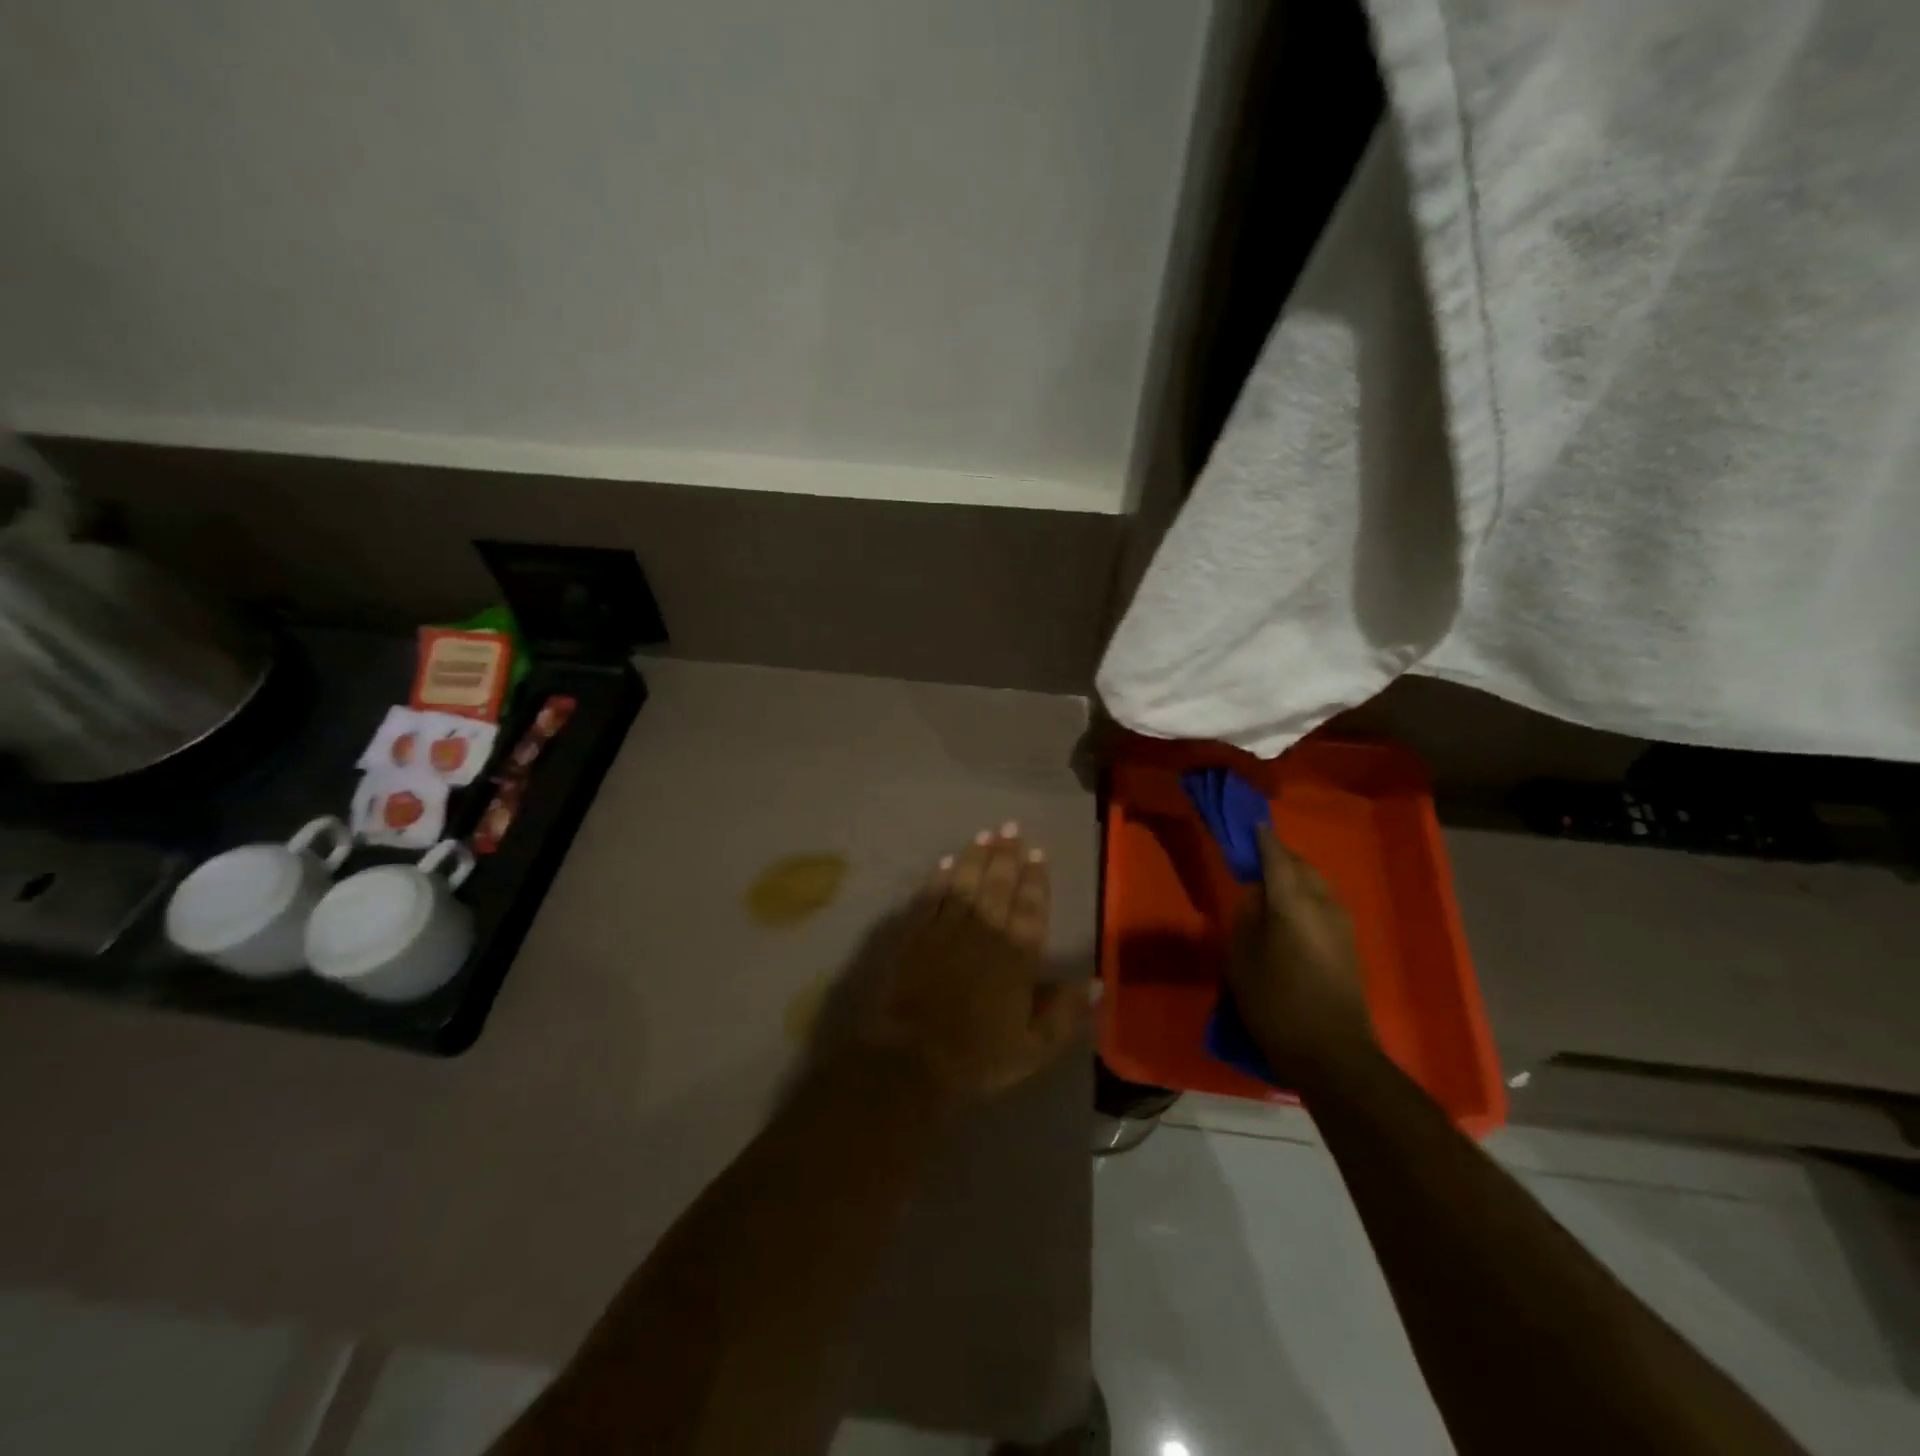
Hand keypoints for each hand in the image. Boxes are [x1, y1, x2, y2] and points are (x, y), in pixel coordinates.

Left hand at [856, 824, 1090, 1108]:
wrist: (912, 1059)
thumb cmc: (978, 1057)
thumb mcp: (1034, 1048)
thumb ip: (1065, 1013)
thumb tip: (1094, 981)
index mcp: (1017, 957)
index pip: (1031, 909)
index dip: (1036, 879)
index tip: (1039, 852)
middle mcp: (985, 933)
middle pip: (999, 885)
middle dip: (1007, 854)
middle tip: (1012, 826)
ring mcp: (947, 930)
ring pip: (966, 883)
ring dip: (976, 856)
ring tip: (985, 833)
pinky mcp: (916, 934)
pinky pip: (931, 897)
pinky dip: (940, 877)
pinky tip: (947, 861)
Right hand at [1227, 823, 1374, 1082]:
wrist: (1332, 1053)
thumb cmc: (1276, 1004)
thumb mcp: (1242, 959)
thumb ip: (1246, 917)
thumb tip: (1255, 893)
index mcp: (1293, 903)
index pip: (1275, 857)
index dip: (1261, 839)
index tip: (1248, 824)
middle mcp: (1323, 904)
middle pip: (1300, 865)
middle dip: (1278, 856)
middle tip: (1252, 858)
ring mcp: (1341, 923)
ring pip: (1316, 883)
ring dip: (1294, 876)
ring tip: (1269, 884)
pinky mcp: (1349, 943)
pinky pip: (1323, 901)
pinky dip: (1305, 894)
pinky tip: (1290, 911)